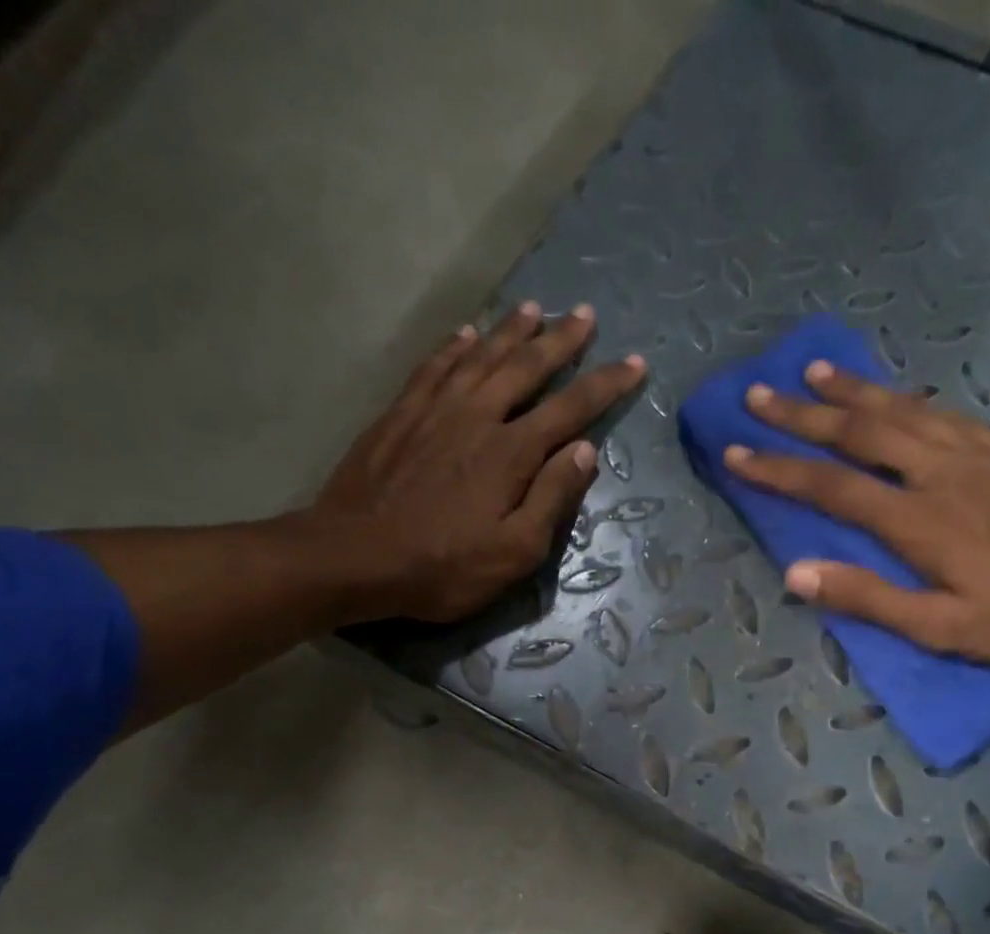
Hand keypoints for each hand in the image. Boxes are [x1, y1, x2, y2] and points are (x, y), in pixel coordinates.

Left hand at [306, 302, 645, 621]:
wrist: (354, 557)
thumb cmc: (442, 567)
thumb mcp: (513, 552)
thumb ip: (552, 499)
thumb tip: (586, 450)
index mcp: (511, 453)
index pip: (570, 408)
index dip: (606, 385)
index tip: (635, 363)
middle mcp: (477, 416)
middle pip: (526, 367)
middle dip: (561, 340)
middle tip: (586, 314)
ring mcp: (434, 410)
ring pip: (482, 356)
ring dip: (512, 331)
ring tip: (536, 309)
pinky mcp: (399, 414)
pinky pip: (434, 366)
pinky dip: (455, 347)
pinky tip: (467, 334)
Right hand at [726, 362, 989, 665]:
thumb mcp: (944, 629)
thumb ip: (869, 598)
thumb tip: (796, 572)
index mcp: (918, 520)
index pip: (831, 487)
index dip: (778, 469)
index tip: (735, 452)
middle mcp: (939, 472)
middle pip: (859, 432)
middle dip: (802, 413)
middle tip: (758, 394)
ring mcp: (975, 454)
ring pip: (901, 410)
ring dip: (852, 391)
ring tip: (815, 371)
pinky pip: (941, 411)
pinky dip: (905, 397)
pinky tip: (893, 394)